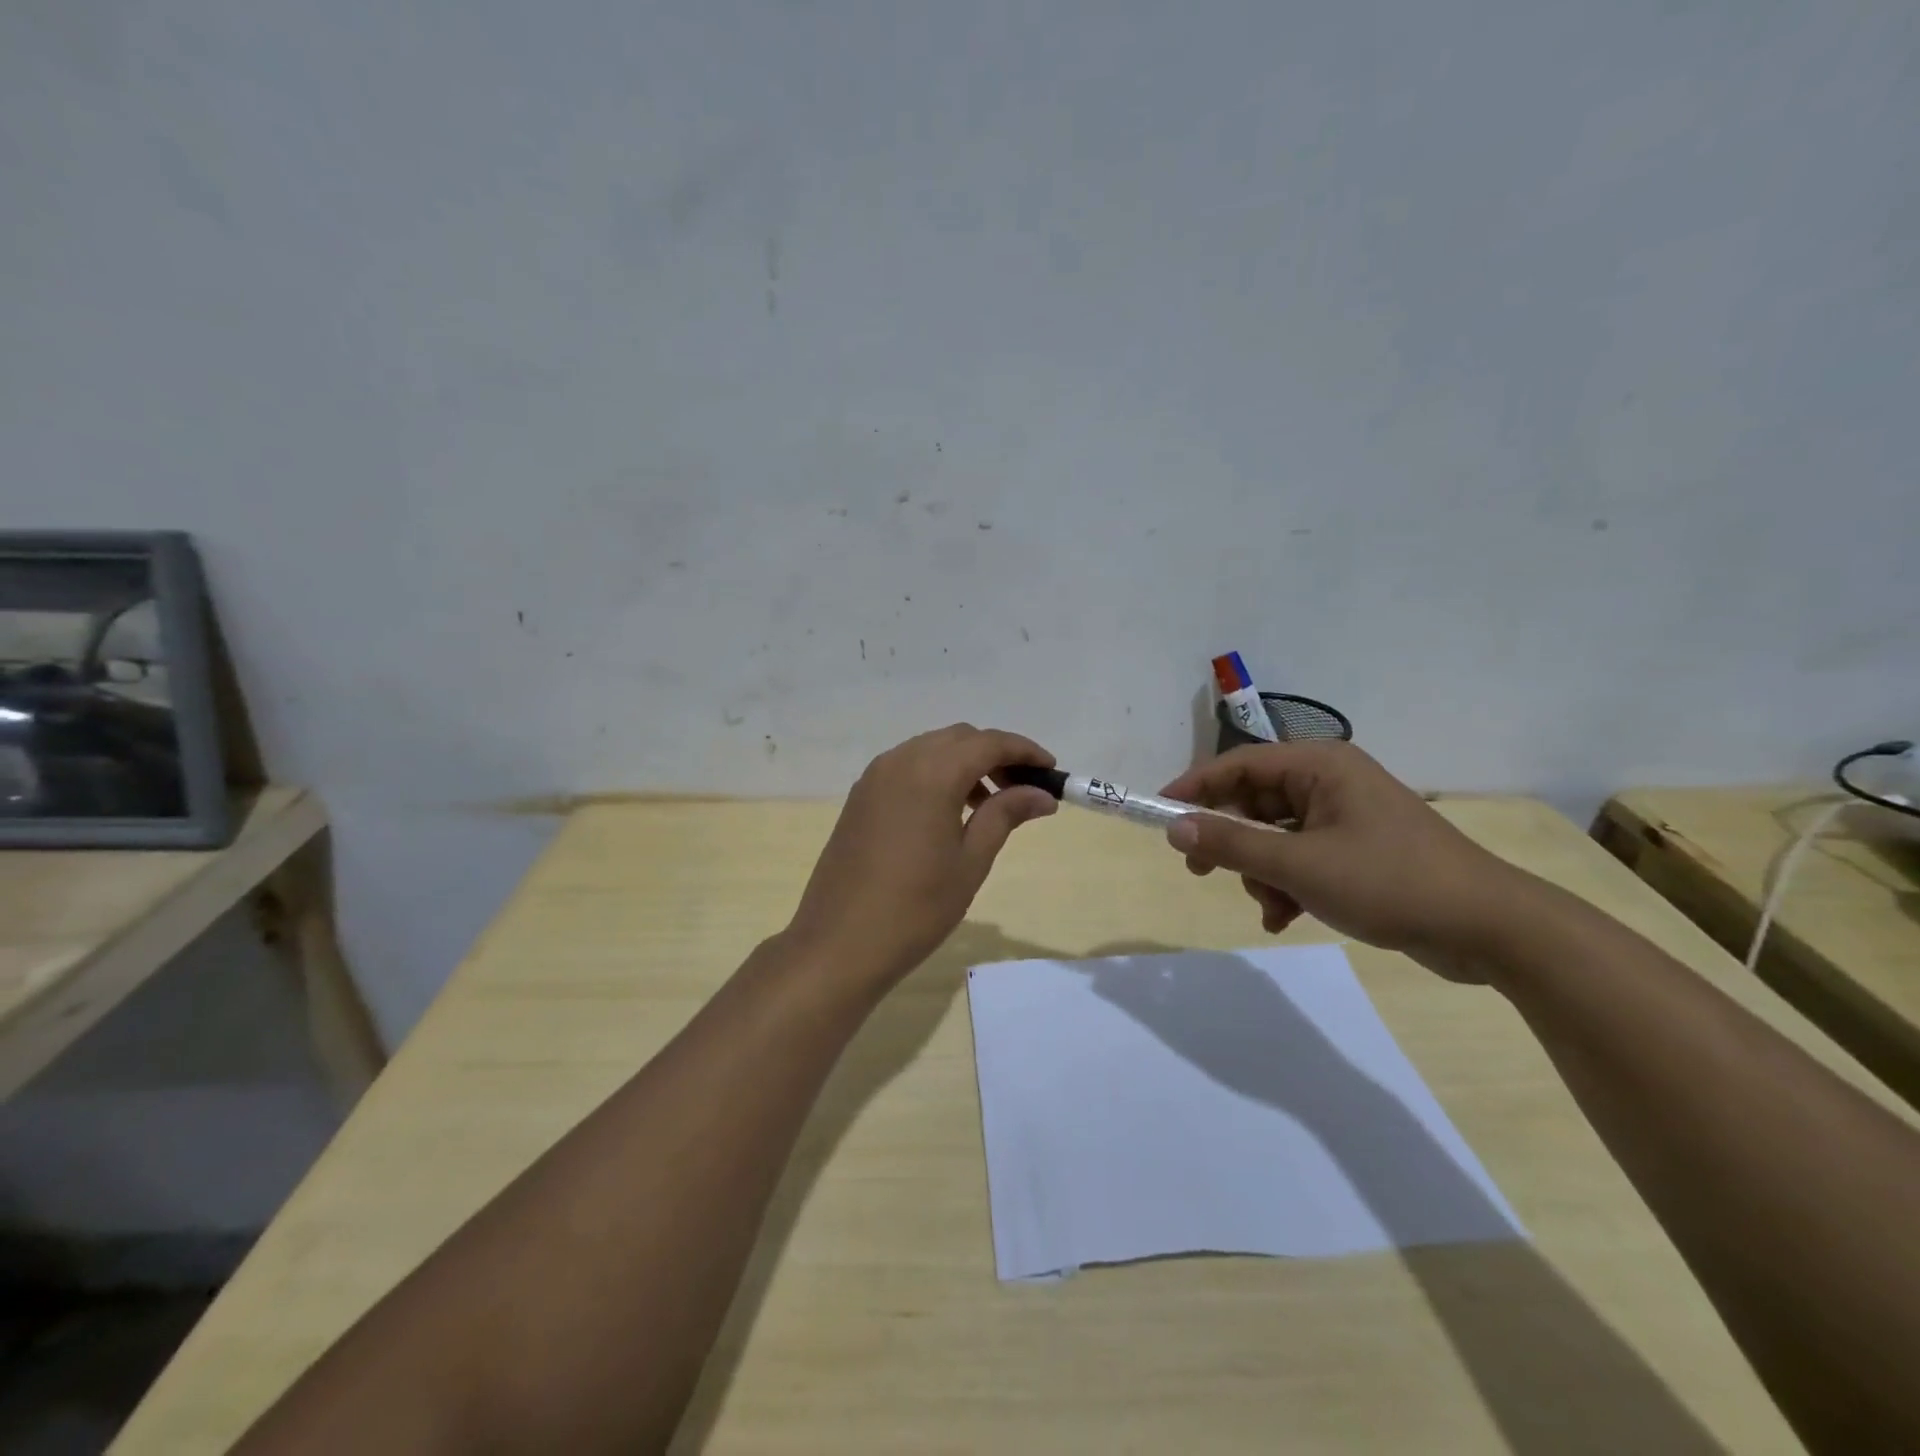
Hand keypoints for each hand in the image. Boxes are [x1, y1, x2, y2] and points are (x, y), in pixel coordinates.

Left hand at [785, 725, 1058, 988]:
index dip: (1024, 751)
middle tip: (1023, 788)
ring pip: (931, 749)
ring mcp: (874, 777)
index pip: (989, 743)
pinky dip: (936, 774)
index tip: (1051, 770)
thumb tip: (1042, 794)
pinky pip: (907, 767)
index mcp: (932, 772)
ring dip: (964, 763)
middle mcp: (901, 761)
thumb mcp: (970, 861)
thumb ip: (1005, 815)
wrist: (839, 943)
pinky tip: (949, 811)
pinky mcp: (860, 796)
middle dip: (995, 754)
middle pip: (959, 739)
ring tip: (989, 804)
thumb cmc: (916, 907)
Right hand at [1159, 742, 1524, 977]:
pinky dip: (1286, 884)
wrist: (1490, 928)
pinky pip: (1301, 857)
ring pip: (1274, 836)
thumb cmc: (1389, 881)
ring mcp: (1346, 816)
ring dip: (1261, 873)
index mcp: (1319, 766)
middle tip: (1200, 871)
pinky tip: (1285, 917)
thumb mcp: (1298, 866)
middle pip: (1254, 802)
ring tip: (1271, 908)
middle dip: (1231, 842)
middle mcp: (1330, 782)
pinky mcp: (1358, 850)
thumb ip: (1231, 845)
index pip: (1238, 765)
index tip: (1159, 814)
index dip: (1194, 788)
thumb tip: (1173, 827)